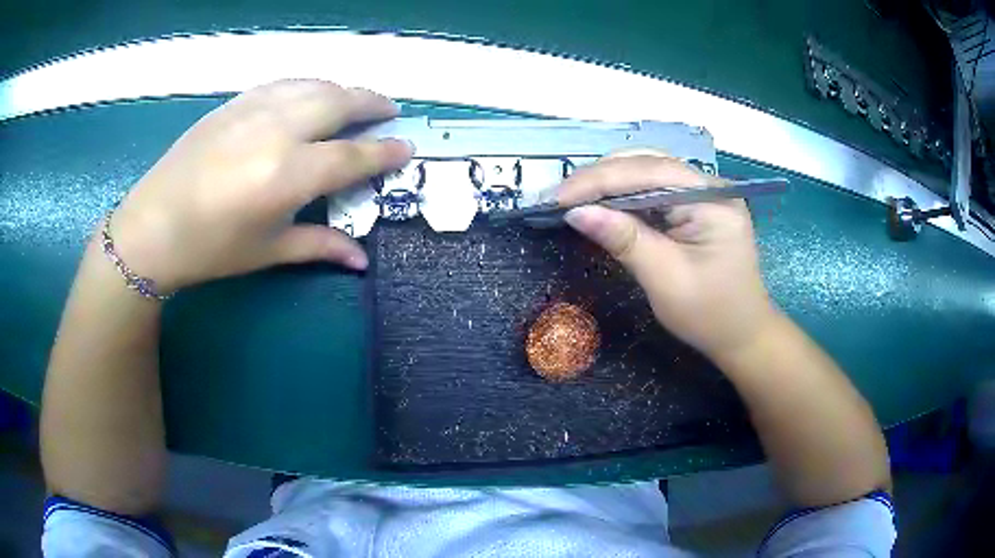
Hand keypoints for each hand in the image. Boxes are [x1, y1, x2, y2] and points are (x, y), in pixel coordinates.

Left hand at [107, 79, 412, 292]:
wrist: (152, 227)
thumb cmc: (210, 249)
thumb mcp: (267, 251)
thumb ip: (319, 245)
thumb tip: (361, 259)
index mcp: (288, 176)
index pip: (352, 156)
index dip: (384, 152)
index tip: (406, 147)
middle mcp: (277, 132)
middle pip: (339, 102)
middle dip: (372, 103)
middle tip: (389, 111)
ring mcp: (253, 110)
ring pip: (312, 85)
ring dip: (342, 89)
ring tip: (355, 100)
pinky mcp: (233, 103)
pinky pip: (282, 84)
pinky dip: (307, 85)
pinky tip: (310, 94)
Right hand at [557, 154, 777, 358]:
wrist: (741, 335)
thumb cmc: (710, 314)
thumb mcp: (666, 279)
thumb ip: (625, 240)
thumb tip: (576, 212)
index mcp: (712, 199)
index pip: (648, 172)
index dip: (598, 180)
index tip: (557, 197)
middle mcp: (709, 185)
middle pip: (646, 164)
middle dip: (599, 177)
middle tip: (557, 198)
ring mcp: (703, 194)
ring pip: (646, 173)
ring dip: (607, 183)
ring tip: (572, 199)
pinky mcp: (695, 206)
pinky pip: (653, 190)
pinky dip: (623, 196)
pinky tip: (601, 204)